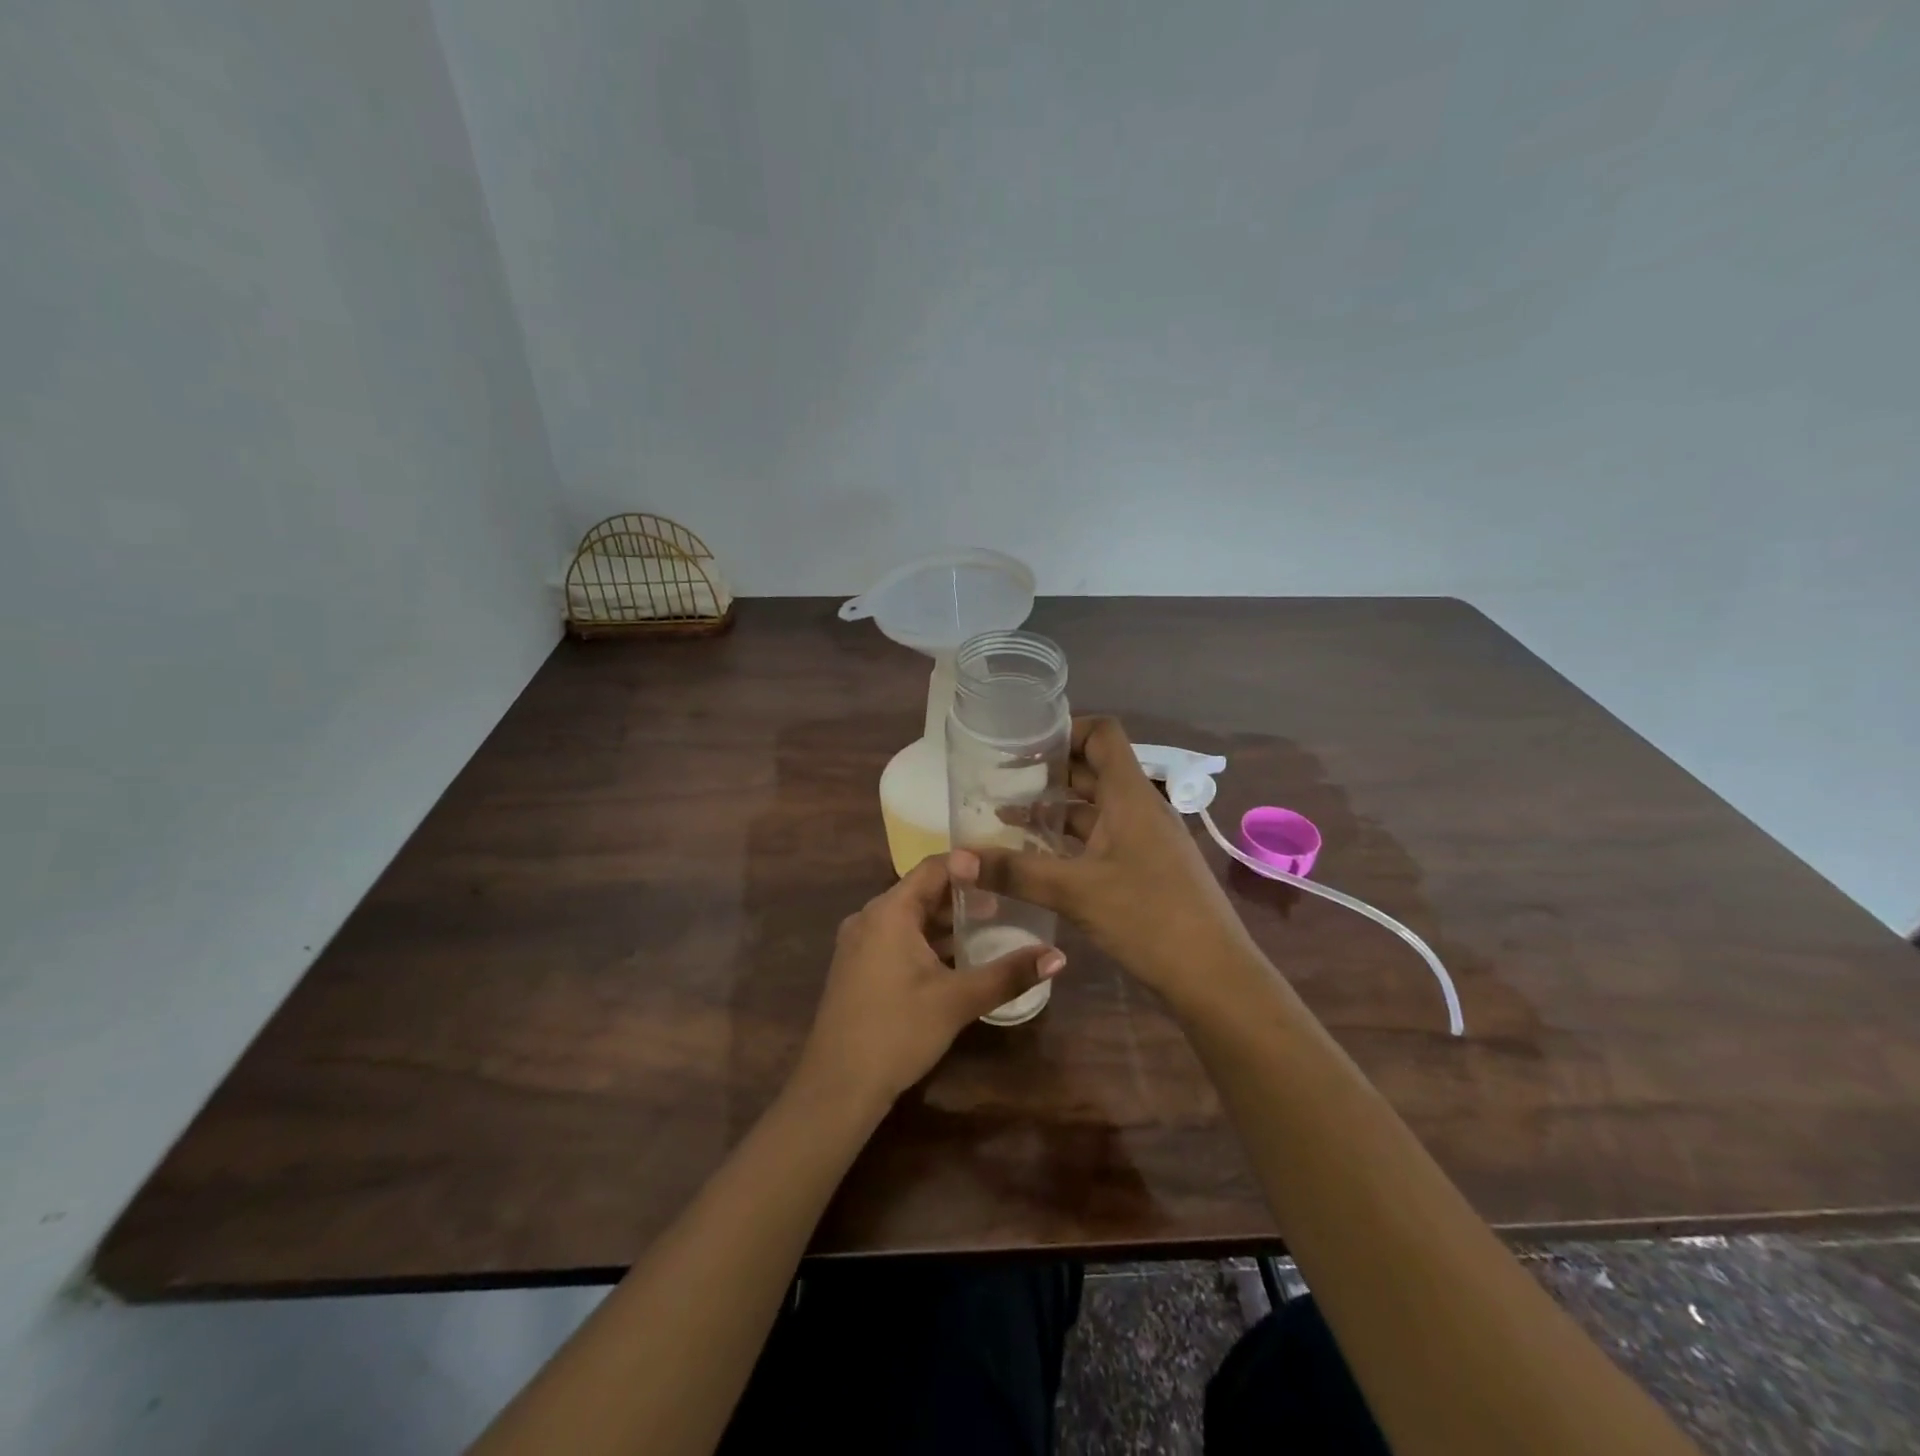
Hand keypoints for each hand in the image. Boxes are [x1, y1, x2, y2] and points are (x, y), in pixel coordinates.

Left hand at [794, 853, 1065, 1110]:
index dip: (971, 864)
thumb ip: (1008, 974)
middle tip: (1008, 896)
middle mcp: (870, 918)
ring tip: (992, 925)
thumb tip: (1058, 955)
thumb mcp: (958, 1000)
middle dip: (964, 894)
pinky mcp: (858, 968)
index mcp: (889, 911)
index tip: (1007, 867)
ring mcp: (859, 944)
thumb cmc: (898, 1031)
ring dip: (947, 920)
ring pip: (910, 918)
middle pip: (922, 891)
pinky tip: (957, 958)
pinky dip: (928, 941)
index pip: (934, 868)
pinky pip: (898, 939)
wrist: (837, 1088)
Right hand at [959, 717, 1257, 1004]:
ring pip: (1094, 808)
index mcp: (1130, 795)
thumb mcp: (1075, 892)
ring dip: (1055, 809)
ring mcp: (1144, 839)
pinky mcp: (1144, 868)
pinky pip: (1100, 839)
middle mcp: (1139, 808)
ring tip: (1006, 816)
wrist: (1214, 976)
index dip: (1065, 729)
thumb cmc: (1149, 918)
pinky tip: (1038, 858)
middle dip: (1048, 771)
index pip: (1102, 734)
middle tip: (1000, 779)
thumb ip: (1014, 872)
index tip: (1023, 744)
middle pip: (1093, 770)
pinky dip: (1069, 840)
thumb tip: (955, 860)